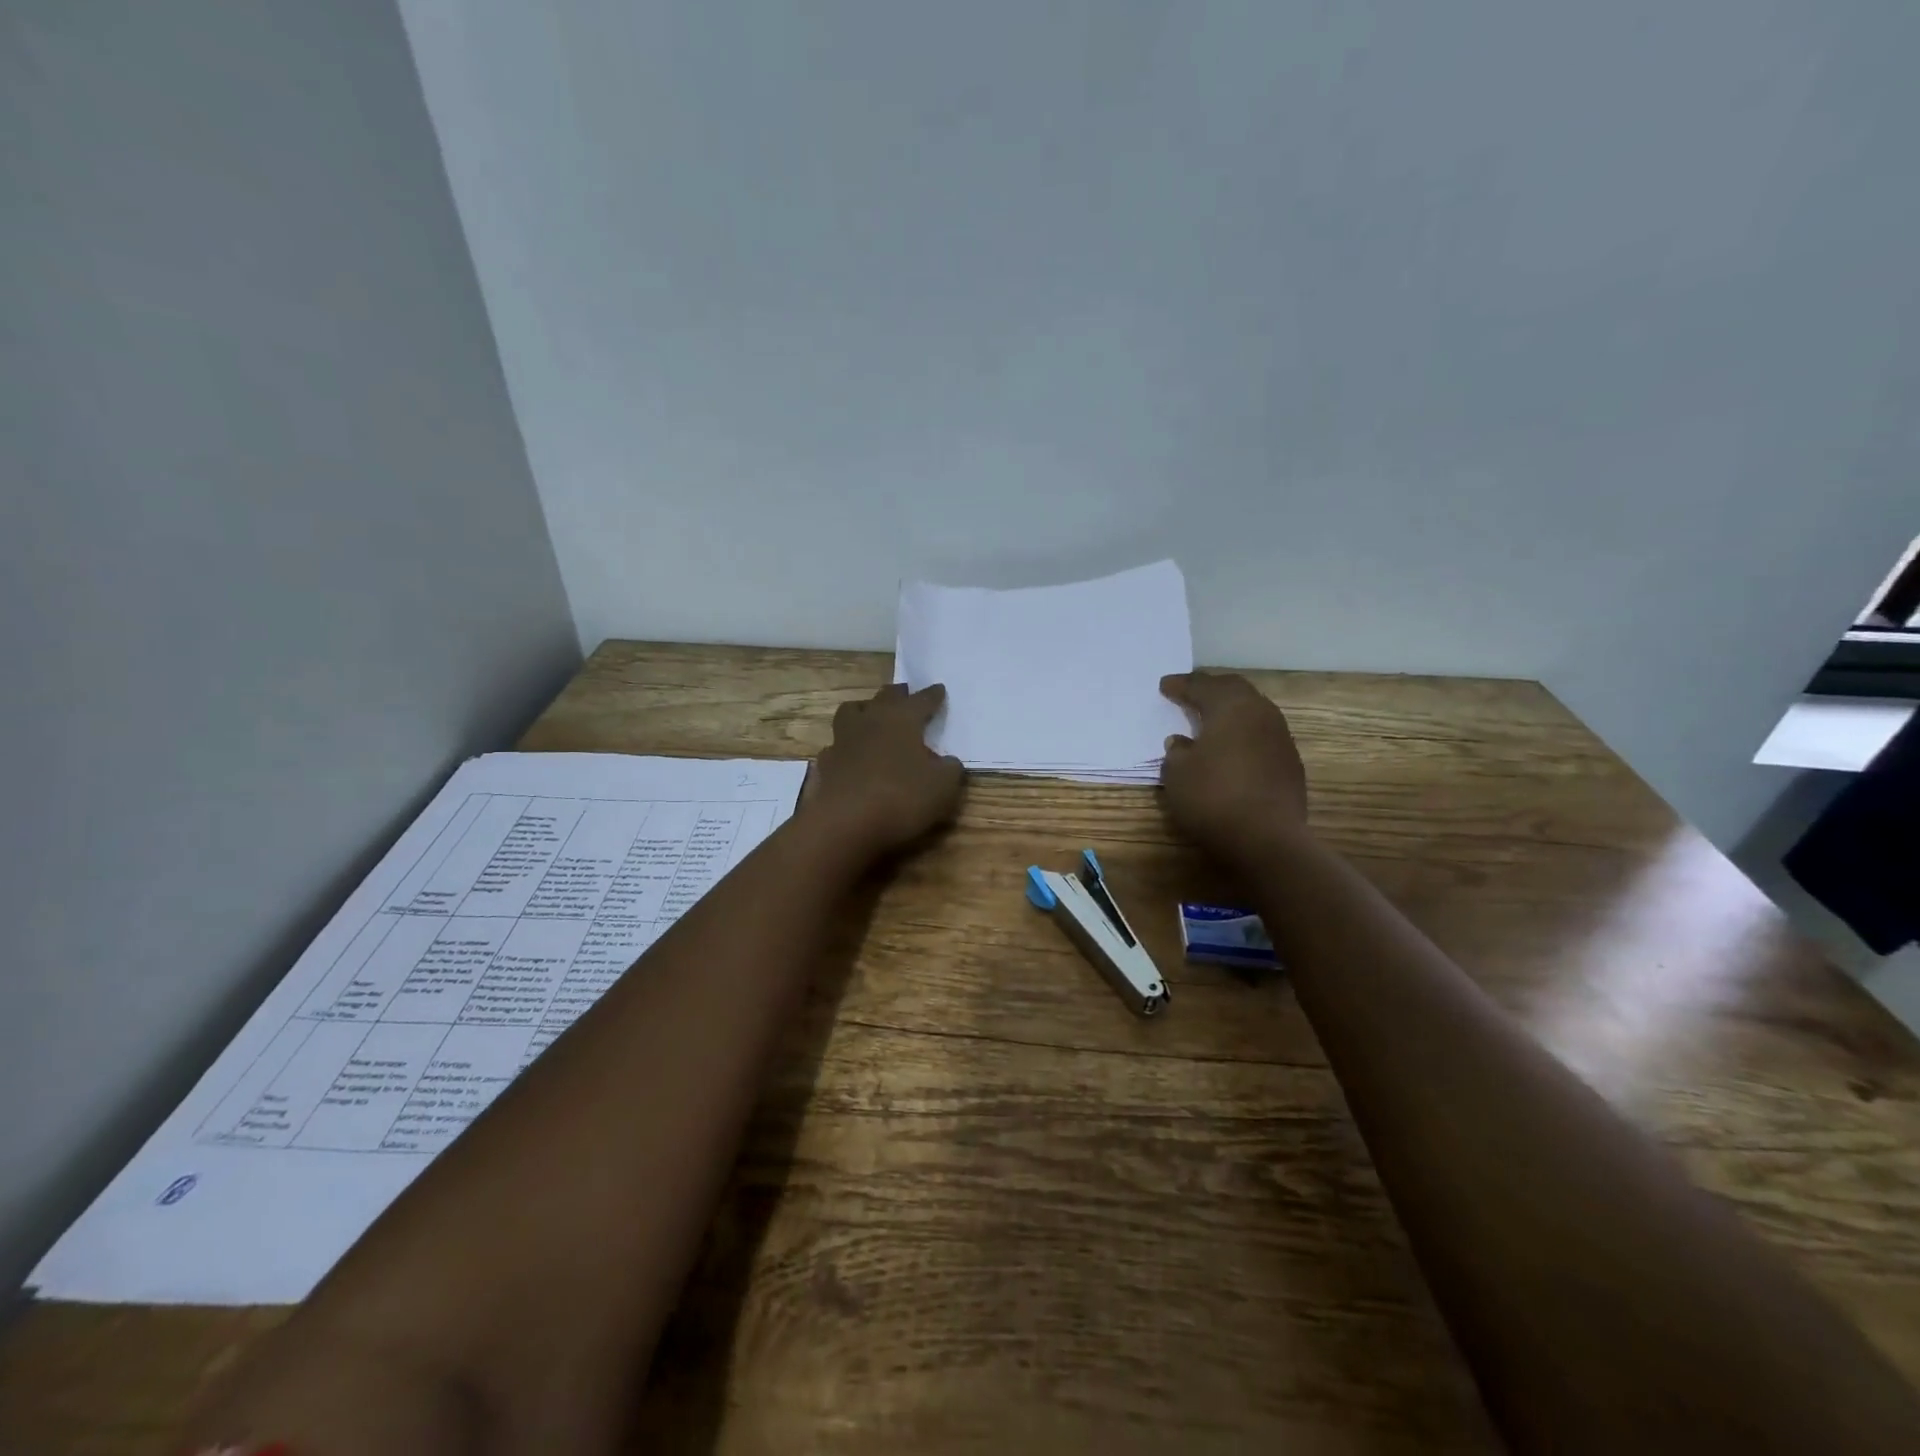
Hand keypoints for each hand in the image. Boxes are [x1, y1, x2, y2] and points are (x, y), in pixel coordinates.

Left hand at [804, 683, 965, 856]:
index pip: (922, 700)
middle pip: (884, 697)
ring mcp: (843, 740)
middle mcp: (871, 721)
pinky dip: (846, 747)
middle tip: (904, 693)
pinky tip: (851, 756)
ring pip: (851, 712)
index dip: (932, 696)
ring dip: (863, 710)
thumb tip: (947, 762)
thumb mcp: (943, 787)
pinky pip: (836, 746)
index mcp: (902, 719)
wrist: (845, 823)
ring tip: (870, 714)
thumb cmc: (901, 797)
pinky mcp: (825, 764)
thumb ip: (950, 769)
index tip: (939, 689)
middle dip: (897, 694)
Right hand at [1159, 672, 1308, 859]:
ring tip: (1210, 717)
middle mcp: (1261, 714)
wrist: (1267, 839)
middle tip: (1190, 691)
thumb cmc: (1213, 797)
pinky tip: (1231, 747)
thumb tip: (1183, 742)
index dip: (1181, 685)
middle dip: (1210, 688)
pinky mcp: (1290, 763)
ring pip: (1253, 711)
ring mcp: (1281, 738)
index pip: (1203, 686)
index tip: (1165, 685)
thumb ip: (1177, 752)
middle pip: (1234, 690)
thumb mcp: (1178, 773)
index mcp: (1232, 707)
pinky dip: (1243, 733)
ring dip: (1230, 710)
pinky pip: (1261, 735)